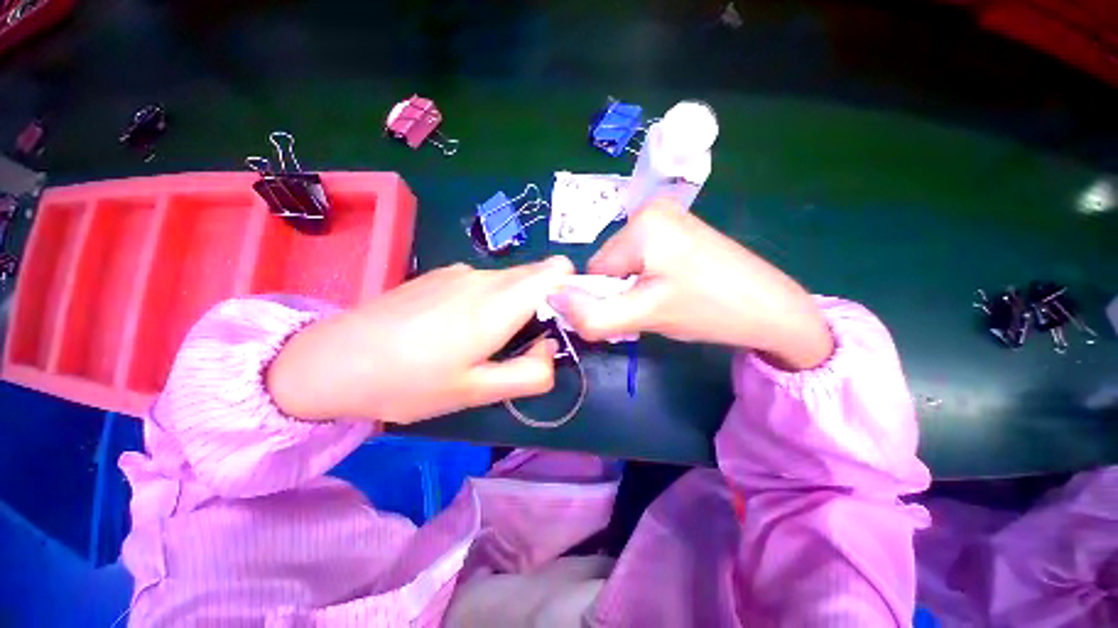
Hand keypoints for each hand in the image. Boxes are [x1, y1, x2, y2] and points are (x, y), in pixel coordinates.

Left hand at [267, 257, 575, 423]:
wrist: (332, 361)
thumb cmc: (408, 382)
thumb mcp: (477, 392)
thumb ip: (530, 373)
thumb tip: (550, 349)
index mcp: (498, 303)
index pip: (557, 271)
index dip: (571, 291)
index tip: (563, 322)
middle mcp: (484, 276)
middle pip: (537, 275)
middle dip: (545, 304)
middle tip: (524, 343)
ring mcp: (460, 271)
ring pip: (511, 279)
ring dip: (516, 305)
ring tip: (486, 340)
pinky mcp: (441, 274)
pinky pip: (485, 281)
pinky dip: (491, 300)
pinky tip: (457, 328)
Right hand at [549, 199, 832, 370]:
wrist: (772, 310)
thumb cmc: (709, 310)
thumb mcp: (645, 316)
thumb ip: (593, 314)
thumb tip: (552, 297)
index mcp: (642, 223)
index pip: (595, 269)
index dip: (606, 299)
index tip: (633, 314)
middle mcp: (650, 211)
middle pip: (609, 265)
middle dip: (623, 294)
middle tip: (654, 309)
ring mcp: (667, 218)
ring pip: (625, 266)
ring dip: (636, 289)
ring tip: (667, 300)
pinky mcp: (677, 230)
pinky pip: (643, 260)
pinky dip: (649, 280)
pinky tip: (675, 289)